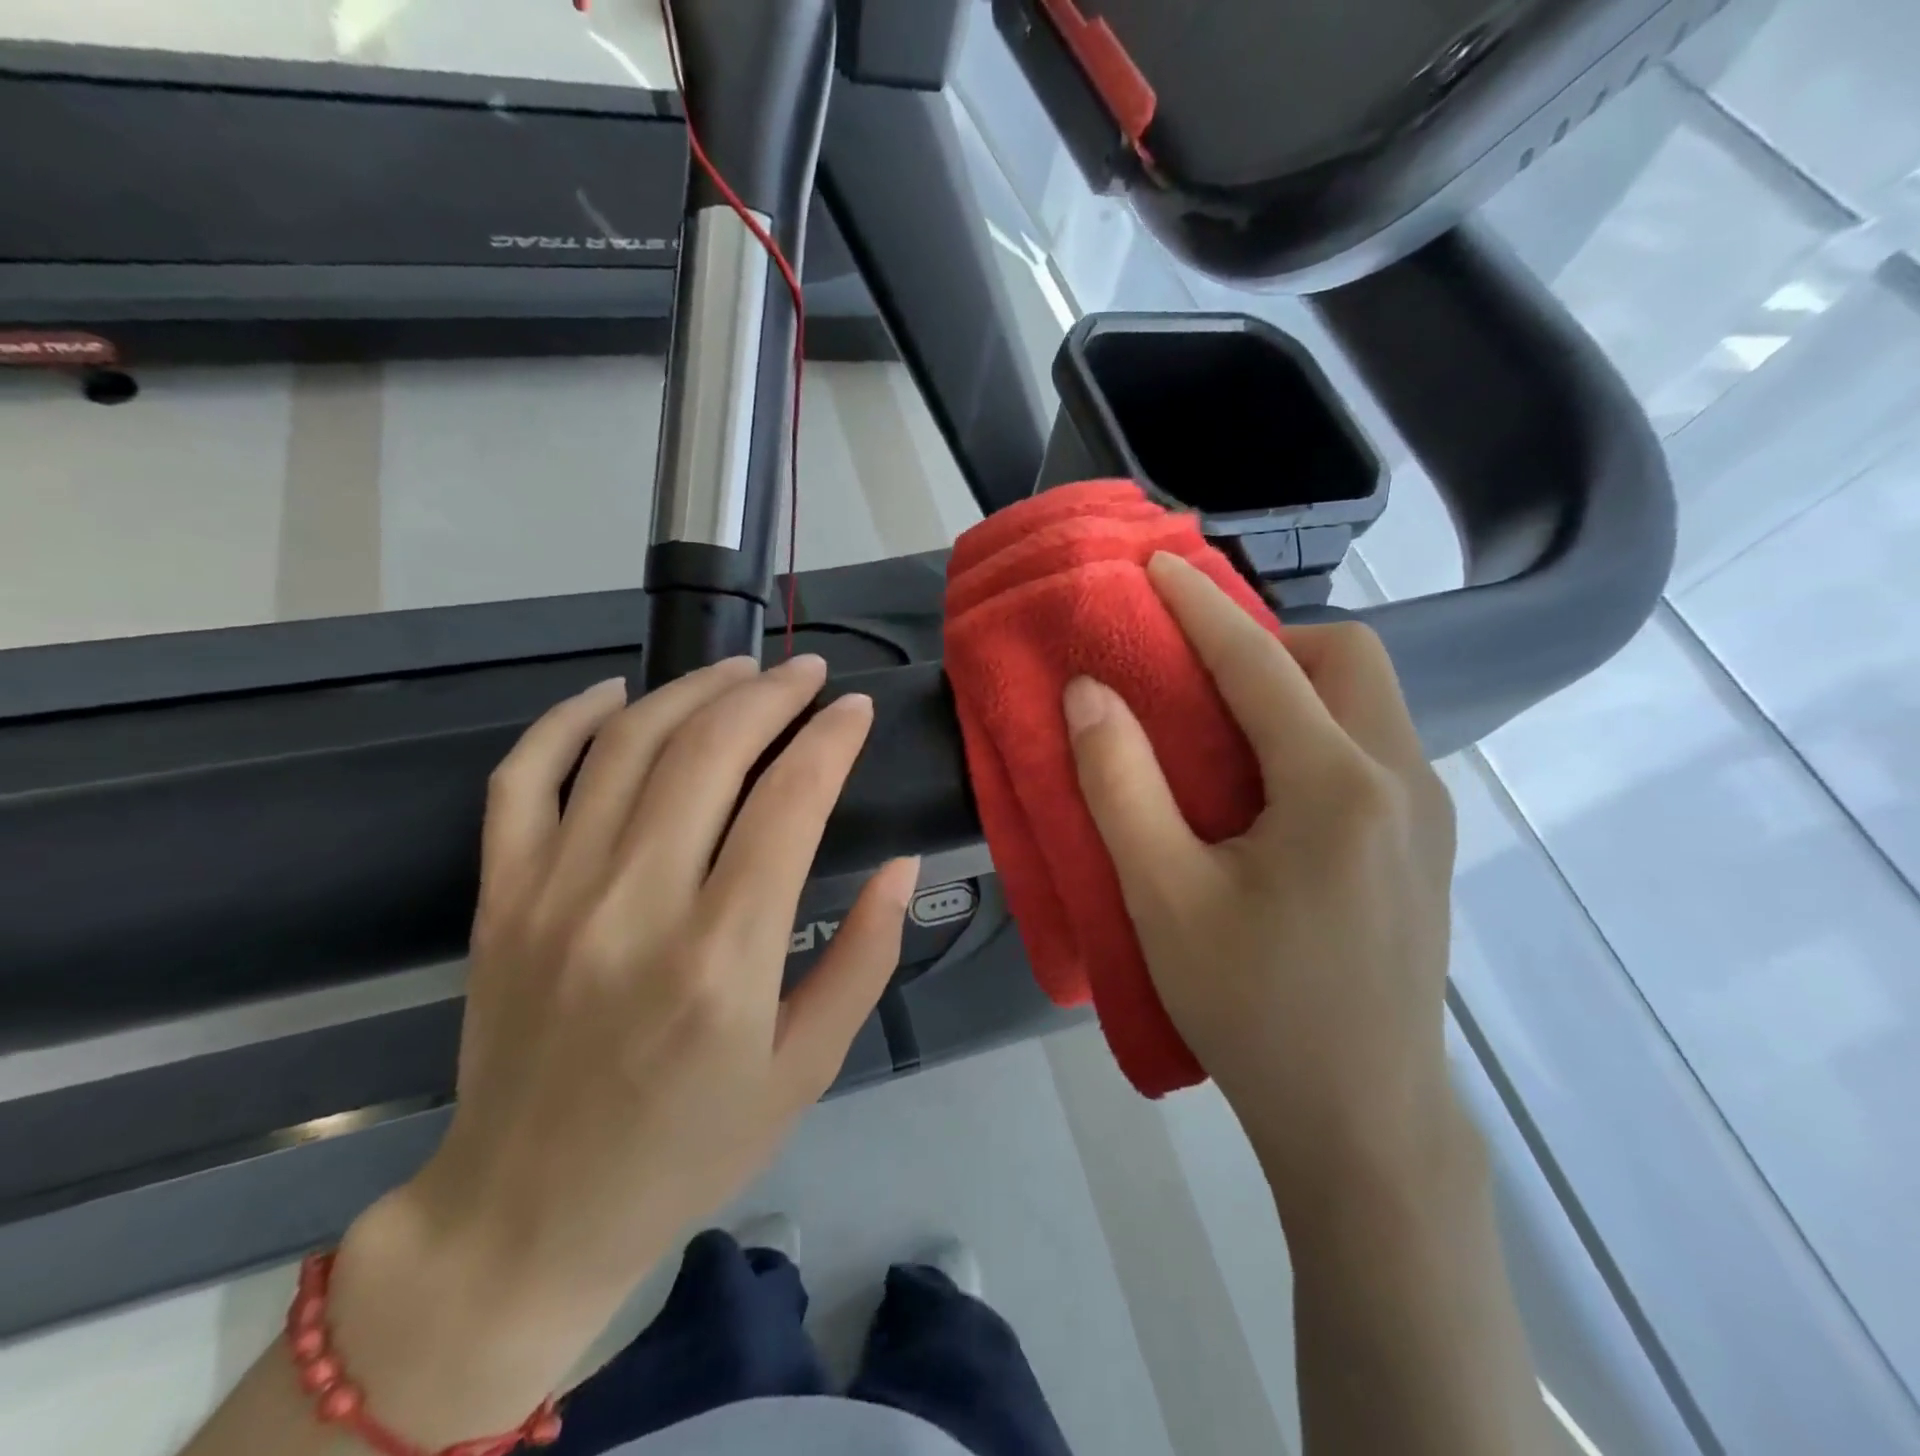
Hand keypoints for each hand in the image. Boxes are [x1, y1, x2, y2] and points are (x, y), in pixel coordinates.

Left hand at [327, 657, 917, 1444]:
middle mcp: (635, 906)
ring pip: (627, 744)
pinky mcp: (500, 897)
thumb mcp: (806, 1070)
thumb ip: (864, 958)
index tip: (858, 710)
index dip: (832, 739)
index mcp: (723, 958)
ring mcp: (555, 893)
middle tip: (808, 673)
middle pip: (709, 751)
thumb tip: (902, 865)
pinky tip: (616, 693)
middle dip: (771, 693)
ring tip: (740, 670)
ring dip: (693, 689)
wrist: (526, 1214)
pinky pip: (523, 777)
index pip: (789, 802)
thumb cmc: (688, 1148)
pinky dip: (569, 719)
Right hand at [1064, 553, 1457, 1213]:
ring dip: (1293, 684)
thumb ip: (1120, 784)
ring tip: (1220, 725)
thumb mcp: (1163, 897)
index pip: (1262, 662)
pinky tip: (1263, 787)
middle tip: (1194, 675)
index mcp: (1338, 786)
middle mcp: (1401, 780)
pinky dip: (1314, 728)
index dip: (1199, 608)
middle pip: (1346, 659)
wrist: (1362, 1122)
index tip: (1155, 566)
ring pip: (1368, 700)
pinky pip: (1371, 746)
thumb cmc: (1252, 1009)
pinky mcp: (1424, 846)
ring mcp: (1426, 813)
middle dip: (1267, 640)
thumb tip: (1089, 693)